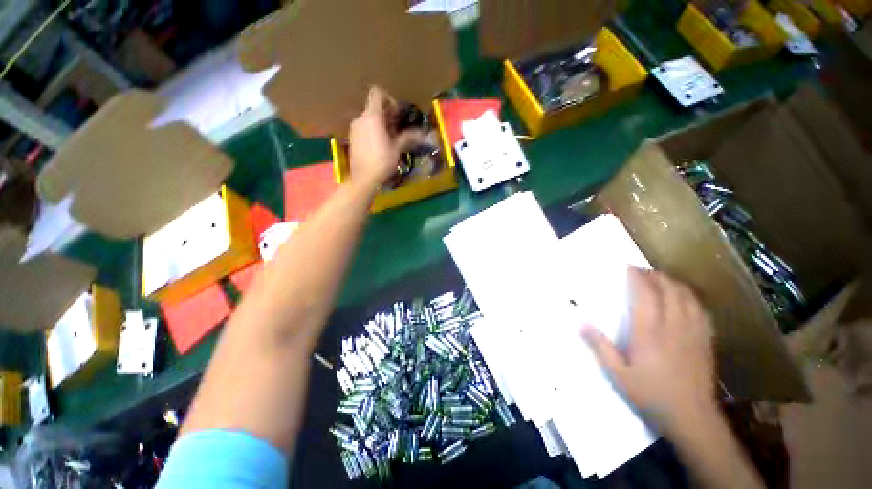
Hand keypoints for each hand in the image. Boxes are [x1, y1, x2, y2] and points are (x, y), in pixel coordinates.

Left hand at [348, 87, 422, 191]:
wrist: (363, 178)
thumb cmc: (381, 162)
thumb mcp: (397, 149)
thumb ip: (408, 137)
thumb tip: (422, 133)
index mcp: (372, 116)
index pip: (377, 93)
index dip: (389, 99)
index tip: (396, 114)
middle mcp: (361, 118)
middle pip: (374, 107)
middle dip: (386, 115)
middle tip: (396, 130)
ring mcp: (354, 128)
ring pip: (369, 118)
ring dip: (380, 124)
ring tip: (389, 139)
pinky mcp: (352, 137)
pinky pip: (364, 127)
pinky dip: (372, 131)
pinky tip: (379, 146)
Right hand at [581, 268, 715, 434]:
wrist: (692, 419)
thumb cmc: (650, 395)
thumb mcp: (617, 374)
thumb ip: (598, 346)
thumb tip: (578, 321)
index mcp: (649, 332)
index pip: (645, 295)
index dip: (638, 277)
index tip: (629, 267)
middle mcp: (673, 326)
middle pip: (669, 290)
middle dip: (656, 276)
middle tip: (643, 271)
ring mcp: (693, 332)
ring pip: (687, 297)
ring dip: (674, 283)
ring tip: (661, 279)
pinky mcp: (705, 340)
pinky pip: (700, 310)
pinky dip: (690, 298)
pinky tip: (684, 299)